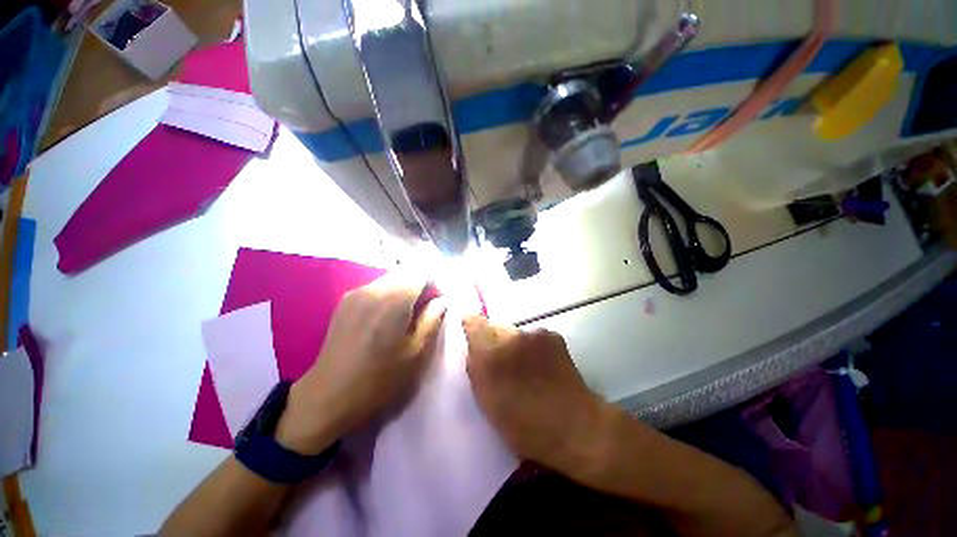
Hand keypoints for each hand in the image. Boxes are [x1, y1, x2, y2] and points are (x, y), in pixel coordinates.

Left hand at [276, 275, 445, 453]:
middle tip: (423, 312)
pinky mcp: (344, 302)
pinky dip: (387, 296)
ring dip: (403, 291)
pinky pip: (375, 288)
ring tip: (404, 317)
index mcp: (393, 299)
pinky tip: (384, 320)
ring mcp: (355, 293)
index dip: (434, 285)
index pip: (422, 274)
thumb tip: (440, 301)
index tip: (437, 304)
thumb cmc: (380, 378)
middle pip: (405, 273)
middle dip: (419, 287)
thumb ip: (432, 319)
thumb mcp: (416, 352)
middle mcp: (373, 288)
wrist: (328, 397)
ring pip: (390, 279)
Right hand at [463, 316, 612, 474]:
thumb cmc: (524, 424)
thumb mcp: (487, 402)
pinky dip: (531, 347)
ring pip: (514, 332)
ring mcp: (535, 333)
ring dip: (513, 345)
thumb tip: (473, 346)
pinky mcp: (552, 335)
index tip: (471, 336)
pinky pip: (532, 337)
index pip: (473, 322)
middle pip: (494, 327)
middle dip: (493, 342)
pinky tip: (541, 367)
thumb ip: (475, 367)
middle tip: (500, 365)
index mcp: (491, 354)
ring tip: (524, 369)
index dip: (470, 326)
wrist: (576, 427)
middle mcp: (512, 336)